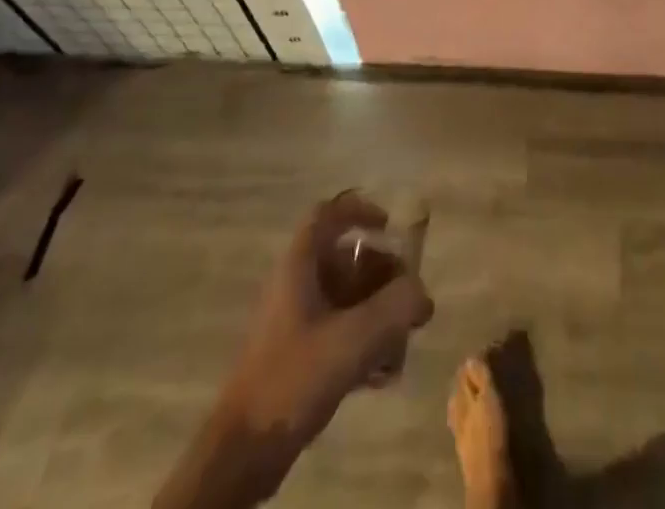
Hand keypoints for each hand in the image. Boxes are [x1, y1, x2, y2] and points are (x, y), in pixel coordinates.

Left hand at [157, 192, 432, 508]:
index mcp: (299, 265)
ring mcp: (293, 320)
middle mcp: (294, 284)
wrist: (242, 453)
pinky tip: (383, 372)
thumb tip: (422, 293)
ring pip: (344, 297)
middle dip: (381, 273)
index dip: (359, 211)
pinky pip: (337, 329)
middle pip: (344, 257)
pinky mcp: (295, 355)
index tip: (389, 227)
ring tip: (402, 337)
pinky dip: (361, 339)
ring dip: (376, 310)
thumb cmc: (293, 379)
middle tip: (409, 296)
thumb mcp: (352, 340)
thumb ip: (394, 309)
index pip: (328, 214)